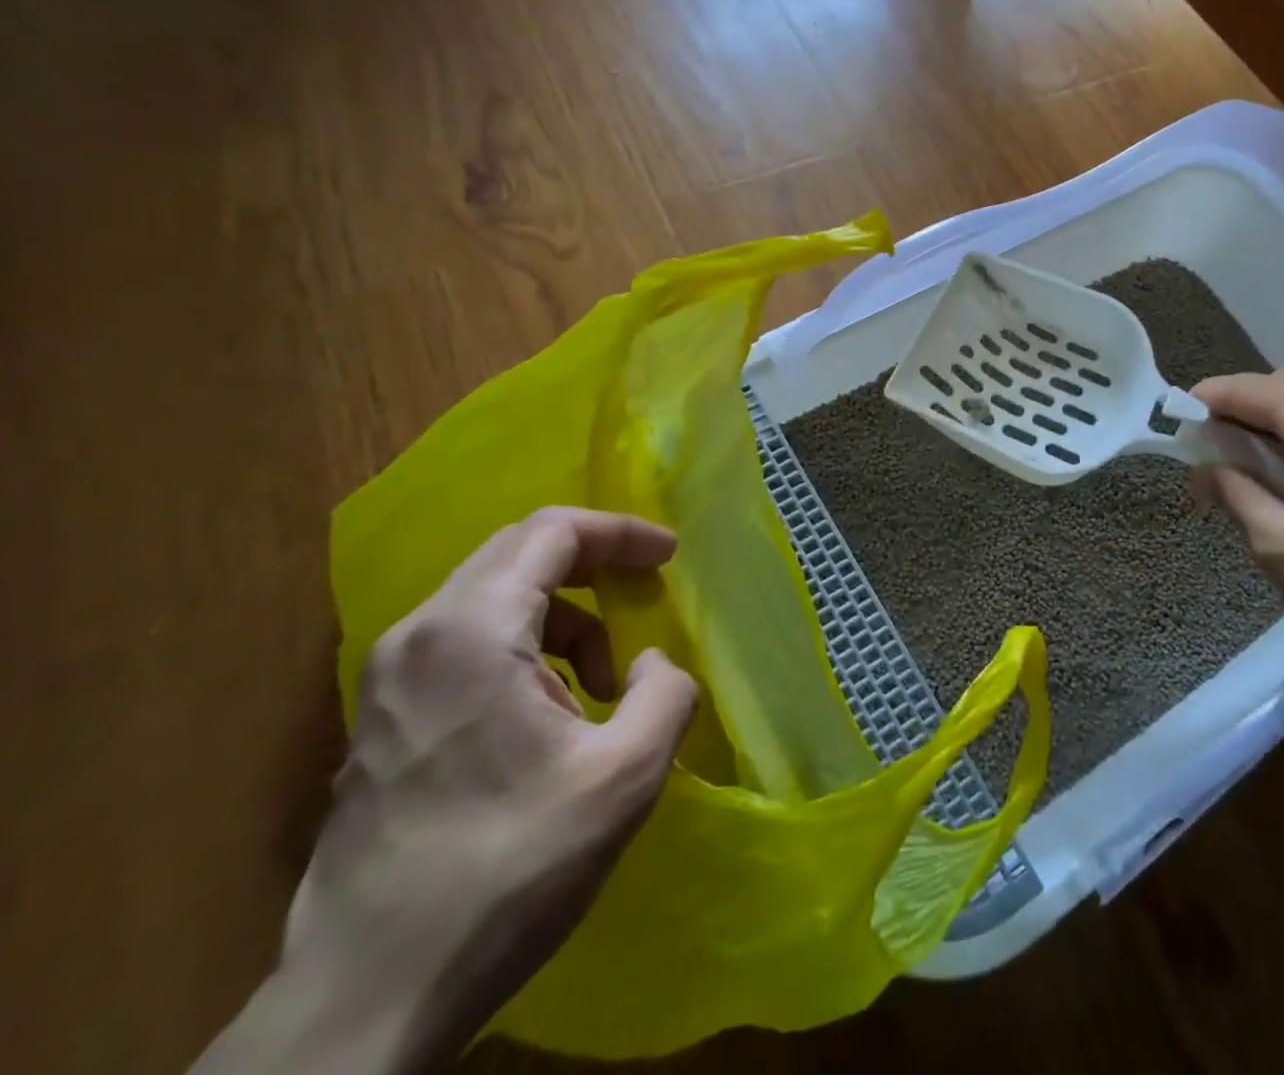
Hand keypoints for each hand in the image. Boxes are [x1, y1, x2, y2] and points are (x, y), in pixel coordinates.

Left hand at [195, 508, 697, 1074]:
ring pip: (491, 600)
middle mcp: (417, 636)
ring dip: (561, 618)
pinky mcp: (380, 721)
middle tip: (644, 592)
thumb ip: (666, 693)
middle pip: (517, 554)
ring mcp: (388, 680)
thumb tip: (650, 664)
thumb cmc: (507, 869)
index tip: (668, 556)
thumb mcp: (625, 776)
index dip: (620, 533)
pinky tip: (548, 716)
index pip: (551, 532)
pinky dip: (523, 650)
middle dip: (592, 565)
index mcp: (471, 631)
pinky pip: (465, 644)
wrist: (365, 1000)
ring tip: (600, 682)